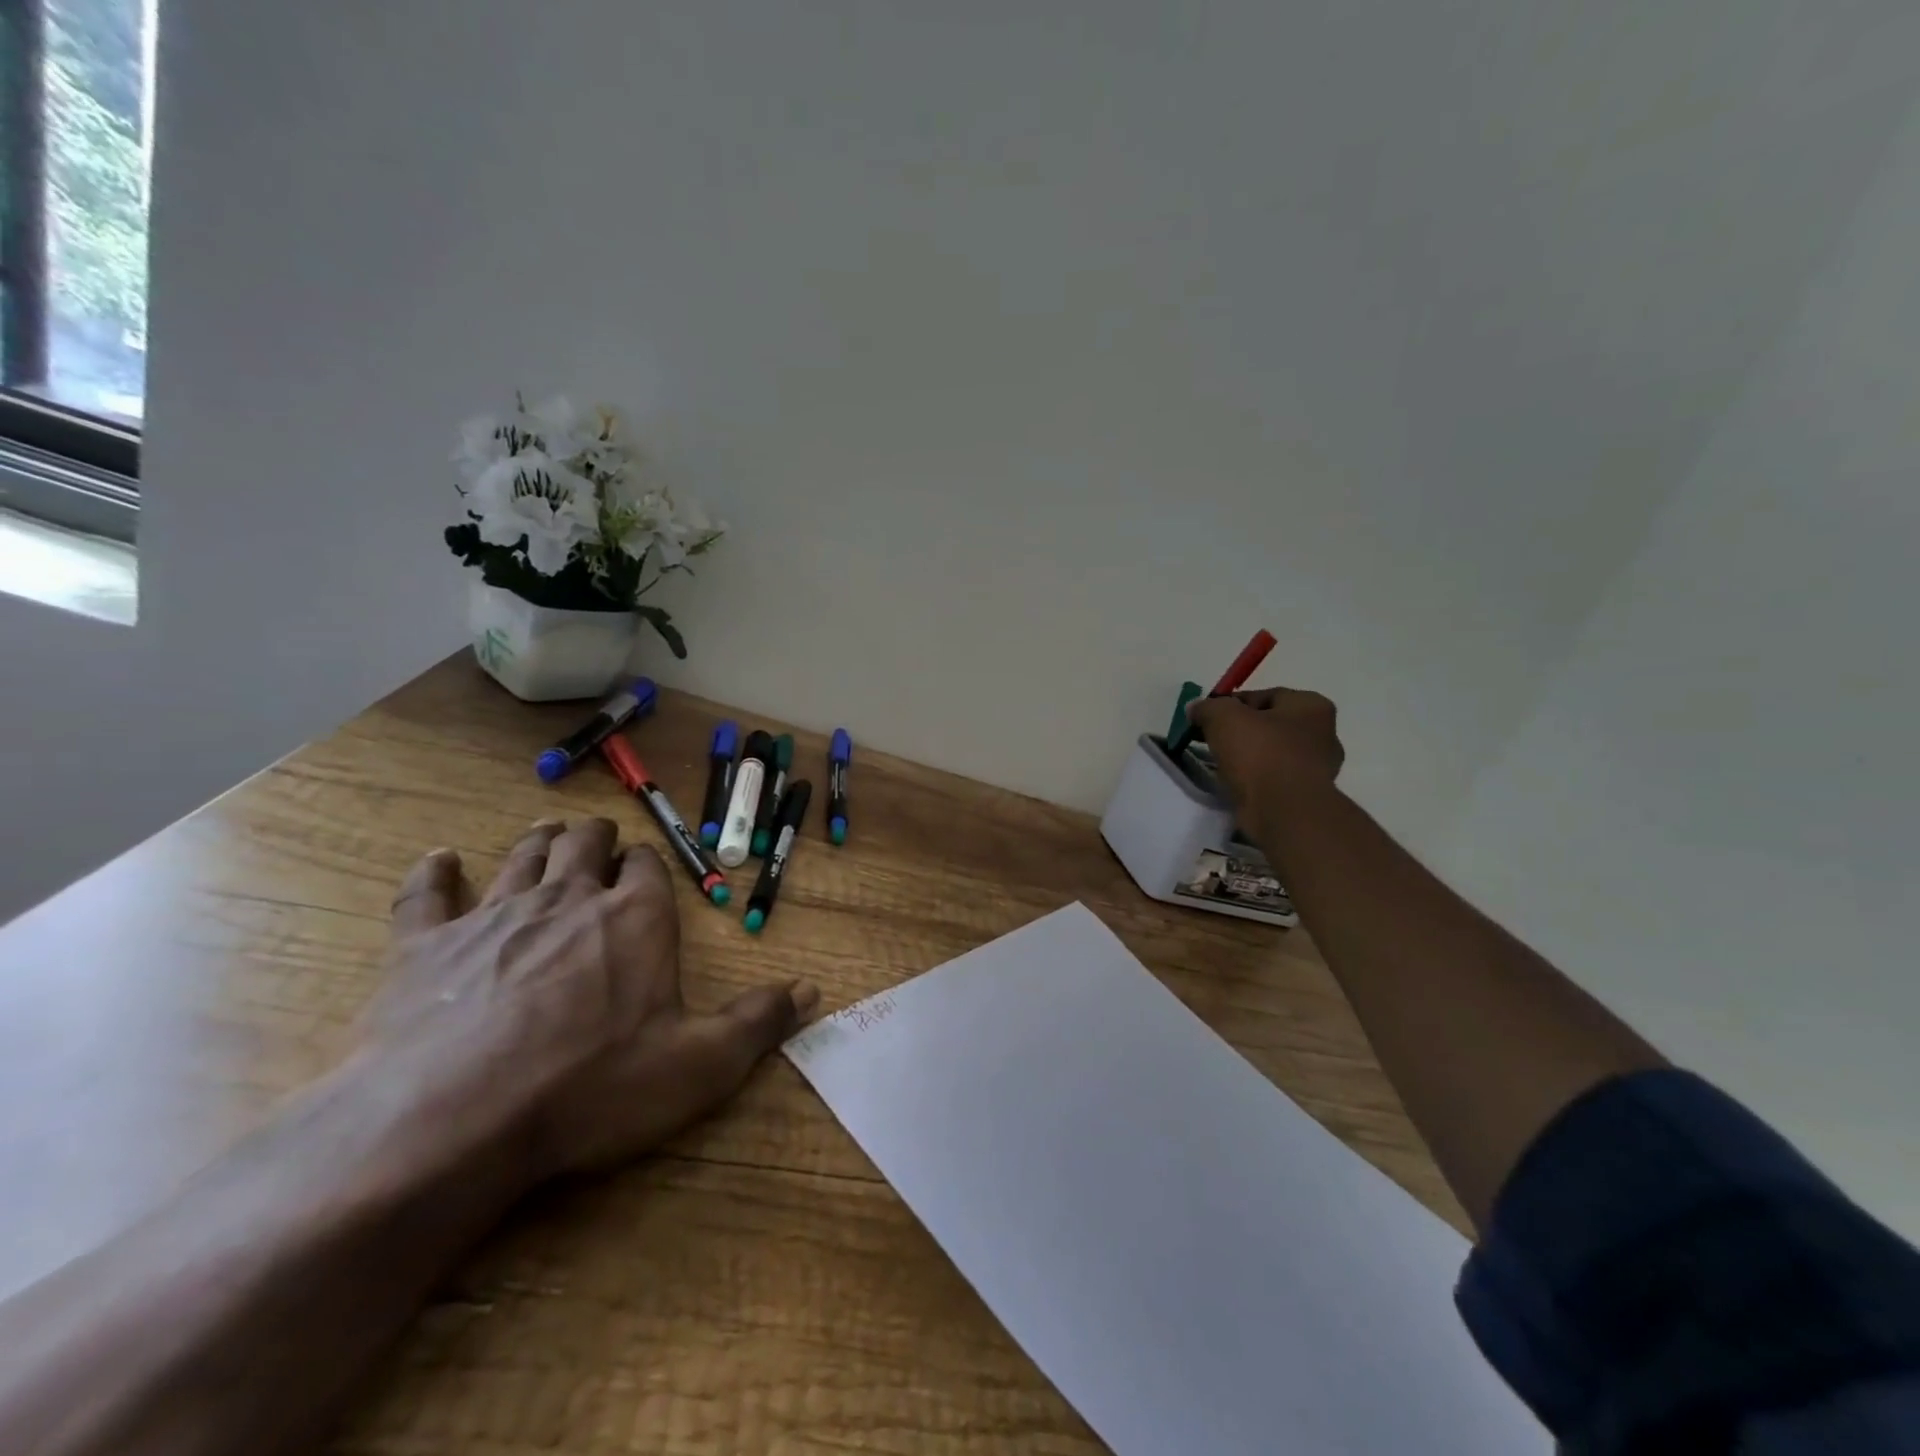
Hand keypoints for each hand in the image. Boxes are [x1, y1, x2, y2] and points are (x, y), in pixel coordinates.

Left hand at [367, 818, 817, 1189]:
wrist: (453, 1120)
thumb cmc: (593, 1087)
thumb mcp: (700, 1064)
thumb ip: (758, 1021)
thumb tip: (813, 990)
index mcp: (636, 918)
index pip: (648, 868)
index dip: (649, 865)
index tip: (647, 869)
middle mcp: (570, 898)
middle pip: (585, 845)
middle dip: (596, 839)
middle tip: (598, 840)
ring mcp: (494, 915)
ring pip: (522, 857)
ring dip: (539, 842)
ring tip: (548, 832)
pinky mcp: (425, 946)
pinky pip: (427, 894)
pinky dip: (434, 872)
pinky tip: (439, 858)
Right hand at [1188, 687, 1344, 835]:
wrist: (1283, 811)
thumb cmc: (1260, 753)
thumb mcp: (1223, 717)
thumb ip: (1208, 707)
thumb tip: (1196, 708)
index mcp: (1311, 706)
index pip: (1265, 695)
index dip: (1231, 704)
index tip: (1207, 718)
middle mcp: (1323, 734)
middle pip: (1269, 725)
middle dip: (1240, 731)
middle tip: (1212, 740)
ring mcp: (1318, 768)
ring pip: (1272, 753)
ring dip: (1248, 757)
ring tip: (1221, 764)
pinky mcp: (1307, 796)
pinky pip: (1274, 778)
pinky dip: (1256, 780)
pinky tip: (1236, 784)